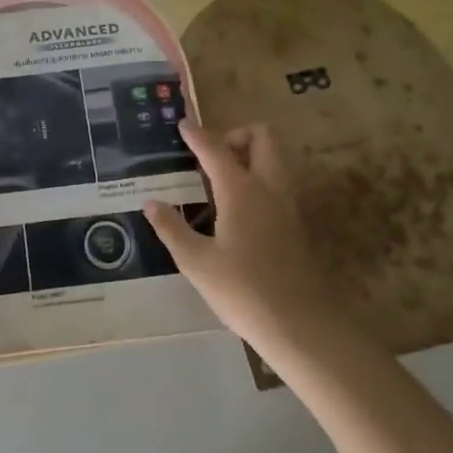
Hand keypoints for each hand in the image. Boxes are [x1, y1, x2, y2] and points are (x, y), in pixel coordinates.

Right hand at [144, 123, 352, 372]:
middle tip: (211, 157)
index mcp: (241, 191)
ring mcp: (288, 206)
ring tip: (218, 182)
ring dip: (249, 157)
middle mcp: (268, 188)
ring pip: (274, 160)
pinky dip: (257, 180)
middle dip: (236, 136)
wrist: (301, 327)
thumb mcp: (196, 262)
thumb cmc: (243, 292)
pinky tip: (236, 210)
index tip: (183, 125)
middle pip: (262, 138)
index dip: (197, 135)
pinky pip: (277, 184)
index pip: (216, 149)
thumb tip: (151, 203)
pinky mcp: (296, 225)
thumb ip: (172, 229)